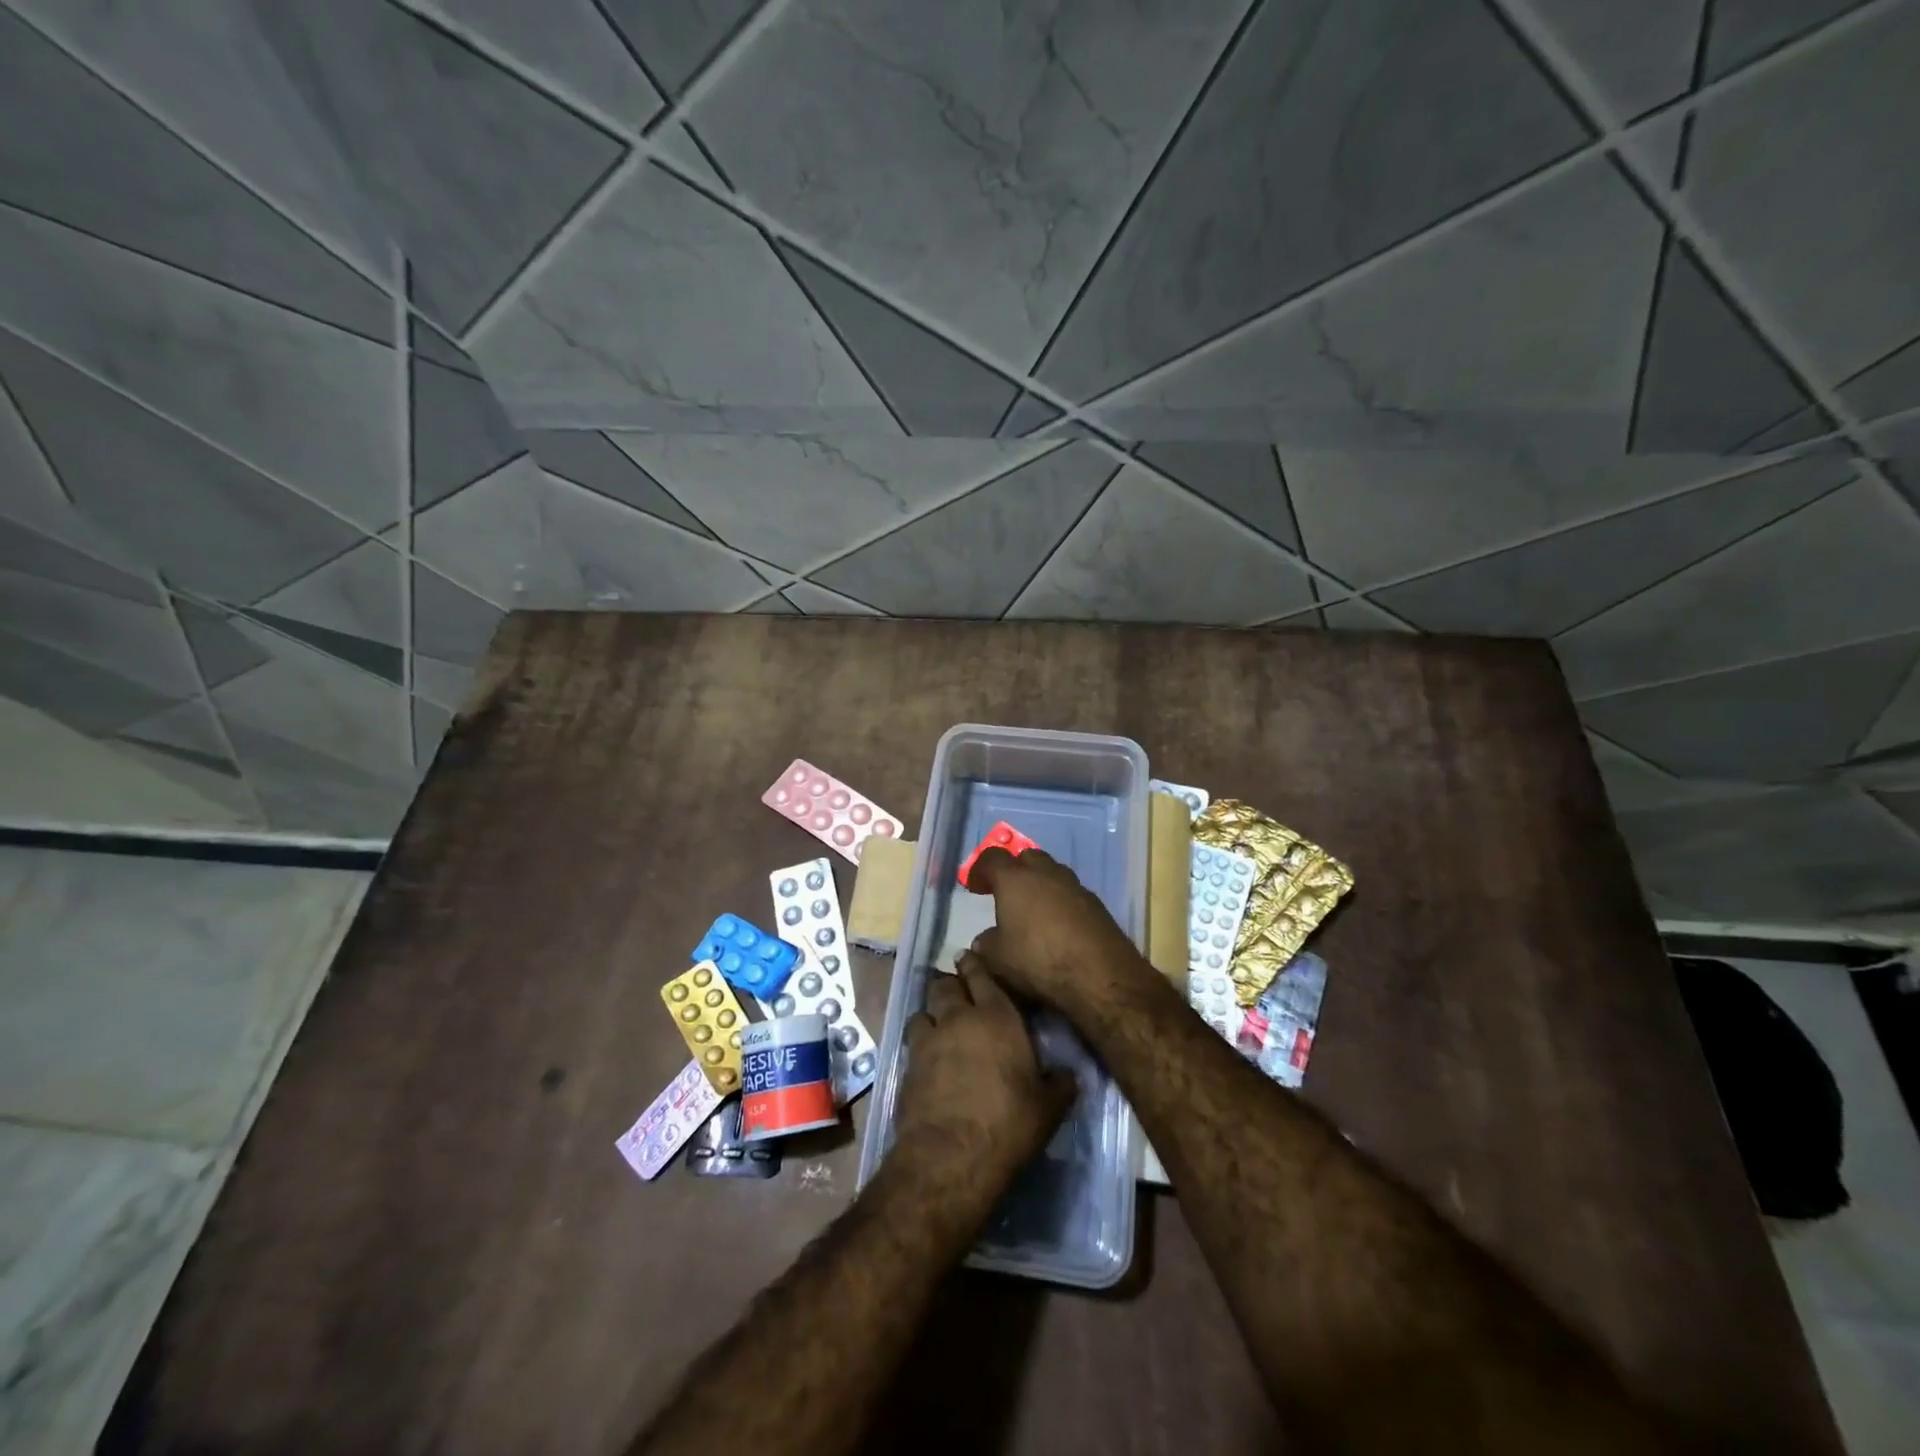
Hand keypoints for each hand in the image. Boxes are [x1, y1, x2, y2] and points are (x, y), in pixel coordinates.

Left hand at [893, 959, 1074, 1183]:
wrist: (951, 1156)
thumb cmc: (1008, 1123)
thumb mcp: (1048, 1107)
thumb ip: (1060, 1084)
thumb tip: (1071, 1075)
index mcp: (996, 1017)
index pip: (981, 976)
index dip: (975, 966)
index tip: (971, 959)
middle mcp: (958, 1019)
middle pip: (945, 985)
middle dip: (950, 985)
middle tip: (956, 991)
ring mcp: (928, 1041)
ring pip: (923, 1010)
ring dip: (931, 1014)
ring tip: (938, 1024)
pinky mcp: (907, 1067)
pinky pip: (912, 1043)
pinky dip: (919, 1045)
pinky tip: (927, 1060)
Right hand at [965, 847, 1156, 1015]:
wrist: (1099, 974)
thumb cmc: (1037, 959)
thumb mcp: (997, 959)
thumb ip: (986, 944)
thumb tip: (984, 940)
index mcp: (1015, 879)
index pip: (992, 858)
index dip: (980, 869)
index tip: (974, 886)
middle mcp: (1045, 873)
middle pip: (1026, 857)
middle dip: (1014, 870)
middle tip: (1005, 892)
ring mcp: (1074, 885)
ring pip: (1052, 873)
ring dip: (1039, 884)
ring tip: (1032, 910)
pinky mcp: (1096, 903)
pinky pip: (1070, 893)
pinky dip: (1059, 902)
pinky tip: (1057, 925)